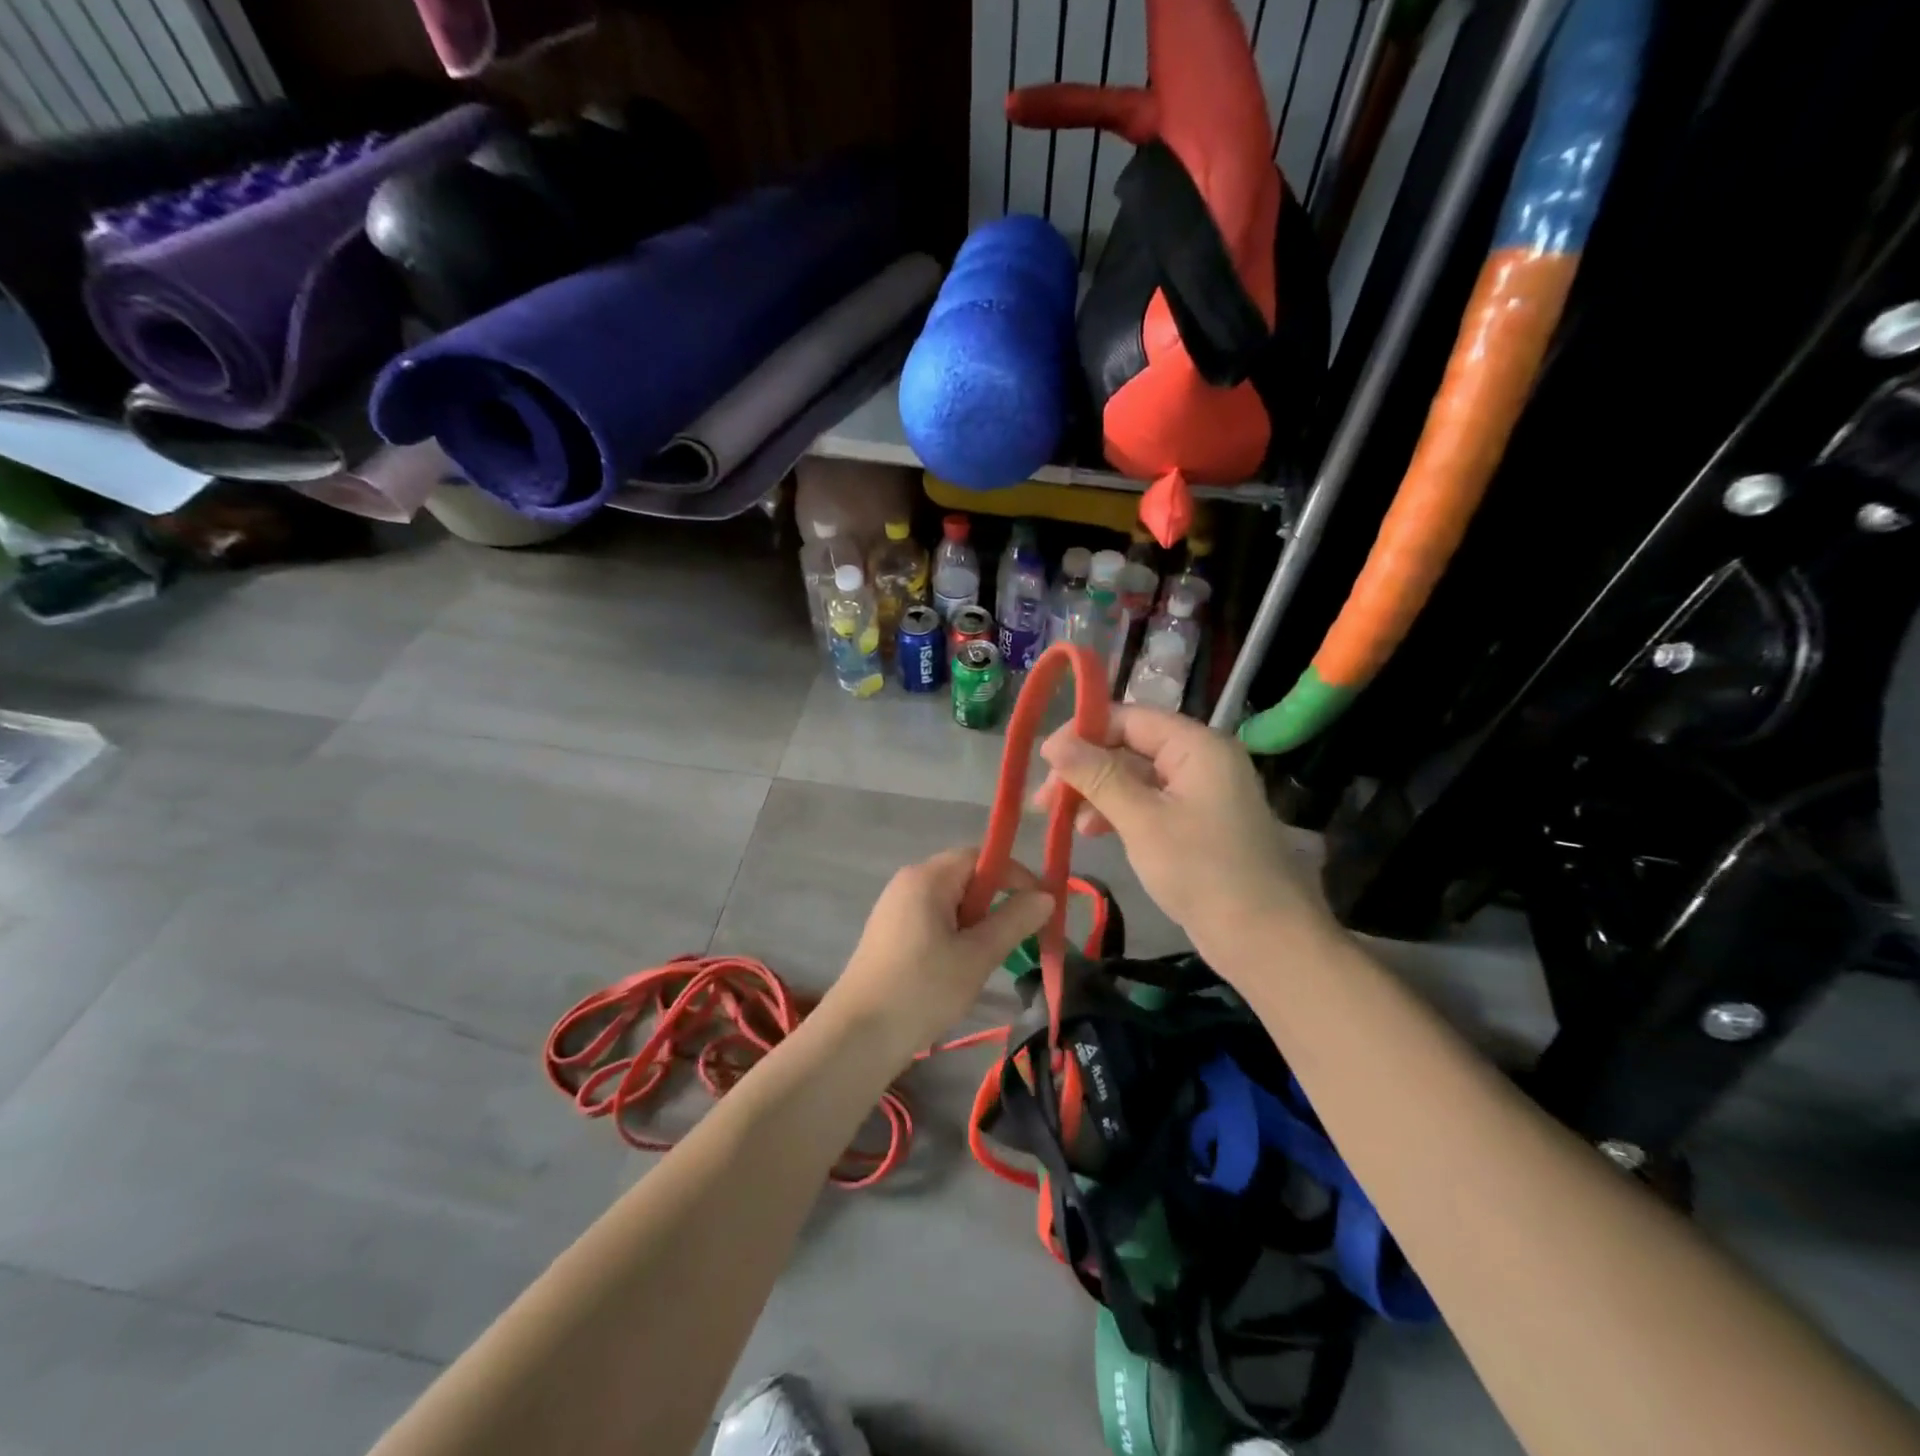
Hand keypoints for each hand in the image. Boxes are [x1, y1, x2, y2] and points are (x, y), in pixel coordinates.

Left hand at [821, 847, 1052, 1064]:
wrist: (857, 1037)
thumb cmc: (922, 990)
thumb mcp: (977, 956)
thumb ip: (1014, 921)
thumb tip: (1046, 895)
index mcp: (927, 878)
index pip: (980, 856)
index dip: (1015, 875)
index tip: (1040, 907)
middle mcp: (908, 882)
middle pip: (965, 876)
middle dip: (997, 901)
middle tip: (1018, 937)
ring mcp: (895, 908)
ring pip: (951, 902)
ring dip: (977, 922)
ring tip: (989, 958)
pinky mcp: (890, 933)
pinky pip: (933, 919)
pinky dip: (956, 934)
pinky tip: (960, 968)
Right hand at [1034, 706, 1331, 965]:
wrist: (1266, 941)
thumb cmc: (1203, 871)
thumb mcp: (1142, 820)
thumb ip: (1097, 776)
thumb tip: (1052, 742)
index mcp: (1197, 746)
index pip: (1130, 718)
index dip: (1084, 732)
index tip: (1044, 759)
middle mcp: (1201, 760)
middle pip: (1131, 746)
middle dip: (1086, 768)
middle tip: (1045, 798)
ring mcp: (1201, 793)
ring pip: (1136, 778)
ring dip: (1097, 793)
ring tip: (1064, 820)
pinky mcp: (1197, 824)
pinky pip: (1149, 804)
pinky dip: (1119, 813)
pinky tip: (1093, 832)